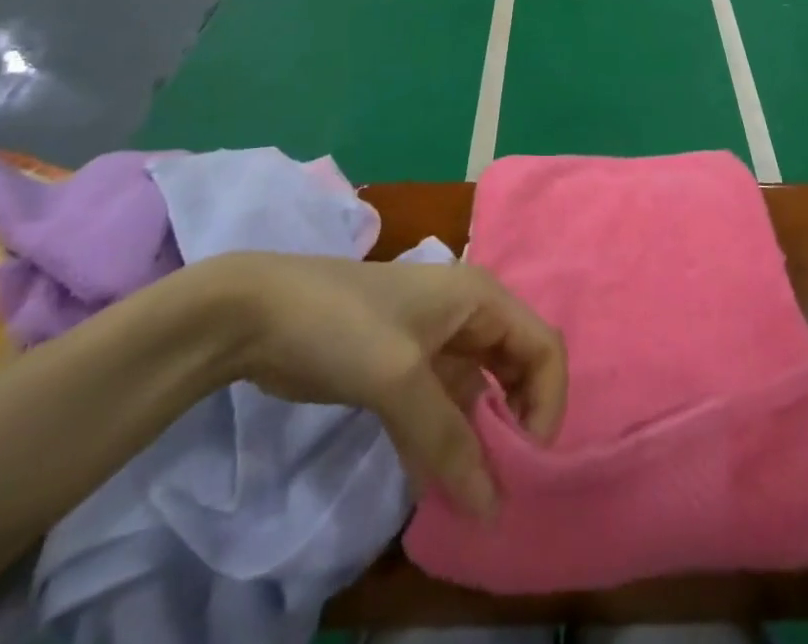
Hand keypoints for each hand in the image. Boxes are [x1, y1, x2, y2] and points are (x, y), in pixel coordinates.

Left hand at [199, 253, 566, 519]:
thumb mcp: (400, 377)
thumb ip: (449, 440)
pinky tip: (432, 486)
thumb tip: (495, 510)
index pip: (543, 347)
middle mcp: (467, 316)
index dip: (547, 403)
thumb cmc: (343, 325)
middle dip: (516, 426)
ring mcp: (435, 342)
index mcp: (480, 297)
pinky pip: (442, 410)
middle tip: (499, 484)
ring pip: (479, 396)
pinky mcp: (404, 369)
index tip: (524, 462)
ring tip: (467, 498)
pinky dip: (444, 445)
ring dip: (478, 444)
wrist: (260, 313)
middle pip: (518, 370)